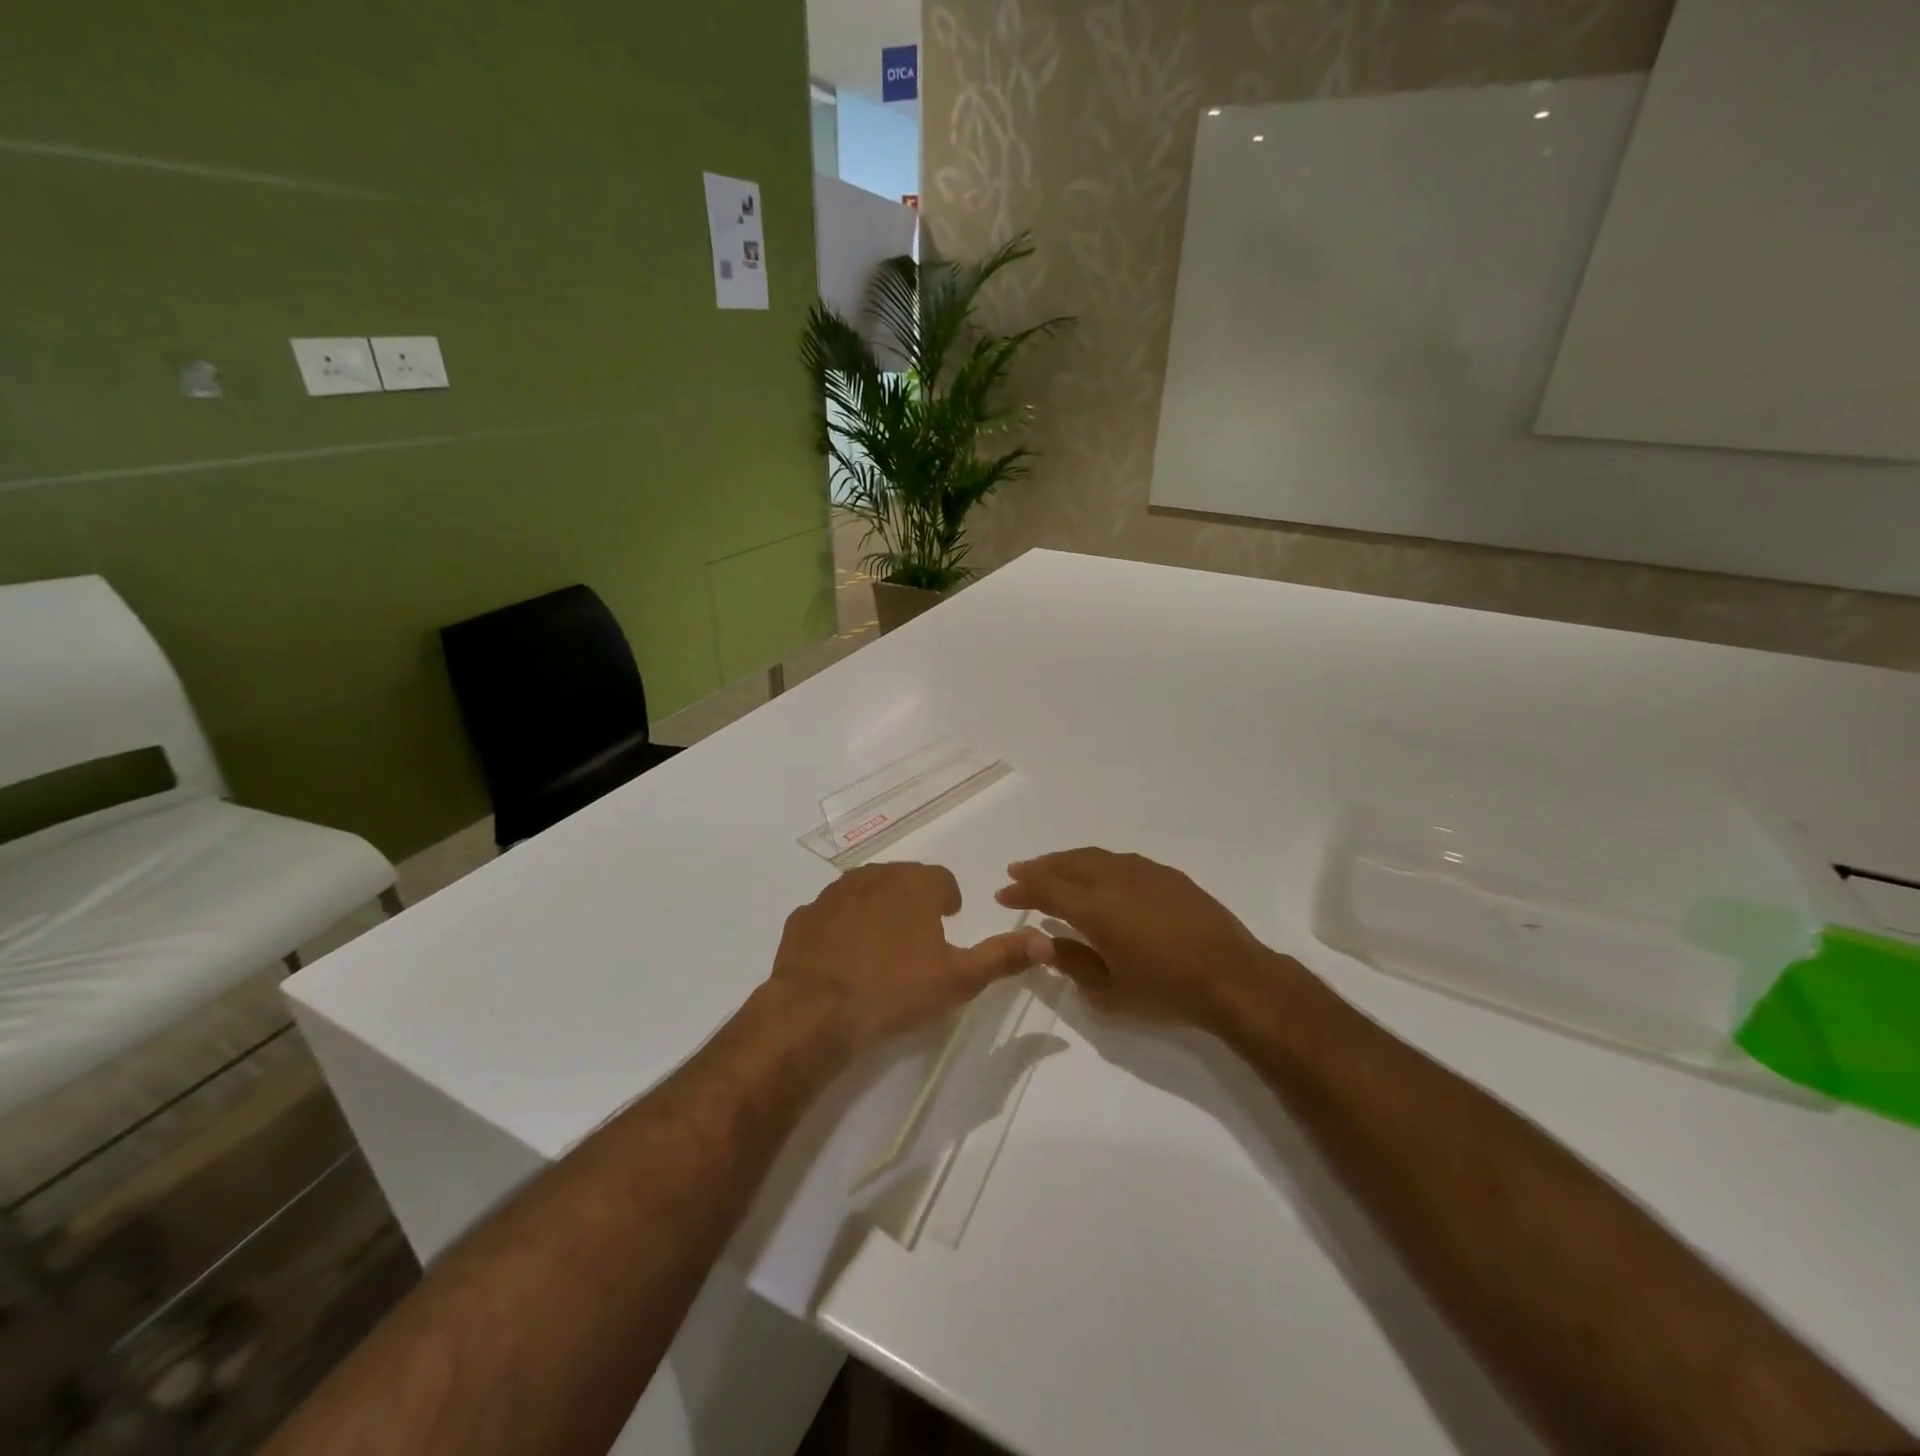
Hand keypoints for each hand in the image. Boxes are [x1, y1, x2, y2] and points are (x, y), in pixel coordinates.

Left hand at [769, 862, 1050, 1055]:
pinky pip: (830, 914)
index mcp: (914, 884)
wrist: (815, 1011)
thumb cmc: (895, 989)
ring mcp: (833, 894)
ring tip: (881, 948)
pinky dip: (840, 928)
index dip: (948, 900)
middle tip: (918, 940)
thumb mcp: (959, 979)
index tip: (948, 923)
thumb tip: (1046, 941)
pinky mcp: (804, 917)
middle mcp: (874, 876)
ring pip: (864, 891)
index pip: (941, 879)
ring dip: (877, 910)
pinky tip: (842, 959)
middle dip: (913, 902)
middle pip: (902, 880)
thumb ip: (1003, 956)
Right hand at [996, 849, 1284, 1028]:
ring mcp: (1144, 873)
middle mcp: (1115, 880)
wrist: (1233, 978)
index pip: (1047, 890)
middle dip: (1039, 867)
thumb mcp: (1110, 992)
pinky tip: (1098, 873)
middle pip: (1068, 864)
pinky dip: (1097, 863)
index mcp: (1095, 908)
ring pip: (1095, 856)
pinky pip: (1120, 860)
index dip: (1022, 889)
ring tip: (1052, 868)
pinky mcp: (1167, 875)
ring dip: (1067, 861)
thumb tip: (1045, 944)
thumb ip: (1073, 964)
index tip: (1003, 893)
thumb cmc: (1166, 991)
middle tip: (1018, 871)